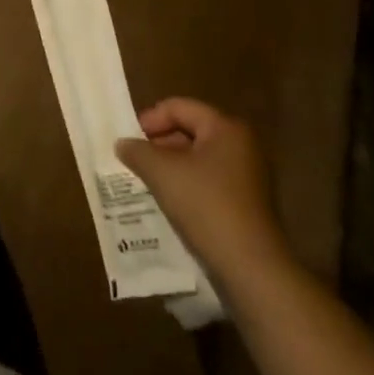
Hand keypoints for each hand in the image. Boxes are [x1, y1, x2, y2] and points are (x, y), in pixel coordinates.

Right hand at [116, 98, 285, 283]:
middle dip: (159, 143)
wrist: (250, 267)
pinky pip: (209, 180)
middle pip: (190, 130)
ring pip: (198, 157)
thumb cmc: (205, 205)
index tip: (130, 140)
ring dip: (171, 165)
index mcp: (226, 128)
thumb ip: (137, 151)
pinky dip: (187, 183)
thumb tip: (123, 144)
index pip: (179, 107)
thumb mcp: (161, 172)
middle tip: (136, 159)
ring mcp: (248, 175)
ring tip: (148, 180)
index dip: (150, 119)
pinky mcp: (247, 202)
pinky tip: (170, 200)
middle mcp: (242, 145)